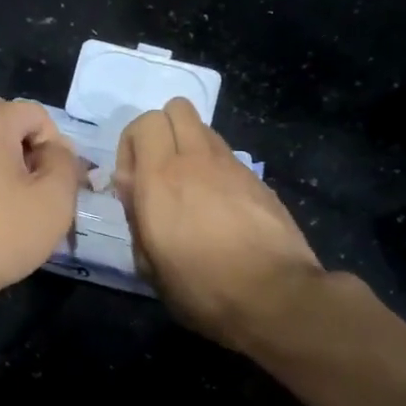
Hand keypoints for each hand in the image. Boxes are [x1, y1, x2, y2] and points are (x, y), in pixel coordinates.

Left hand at [0, 99, 77, 312]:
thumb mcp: (54, 199)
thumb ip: (65, 163)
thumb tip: (55, 152)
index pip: (37, 114)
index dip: (57, 146)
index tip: (59, 184)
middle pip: (9, 126)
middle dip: (32, 154)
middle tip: (42, 192)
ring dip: (9, 171)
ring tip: (19, 209)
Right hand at [116, 97, 325, 348]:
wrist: (274, 297)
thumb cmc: (201, 289)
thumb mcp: (149, 265)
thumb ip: (135, 217)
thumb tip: (132, 187)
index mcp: (160, 179)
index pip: (143, 123)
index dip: (131, 146)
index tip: (132, 183)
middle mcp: (196, 160)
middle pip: (176, 108)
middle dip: (161, 131)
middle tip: (158, 172)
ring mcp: (232, 167)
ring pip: (204, 129)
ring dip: (189, 147)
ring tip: (190, 189)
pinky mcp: (258, 181)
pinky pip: (227, 157)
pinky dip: (215, 169)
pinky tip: (220, 208)